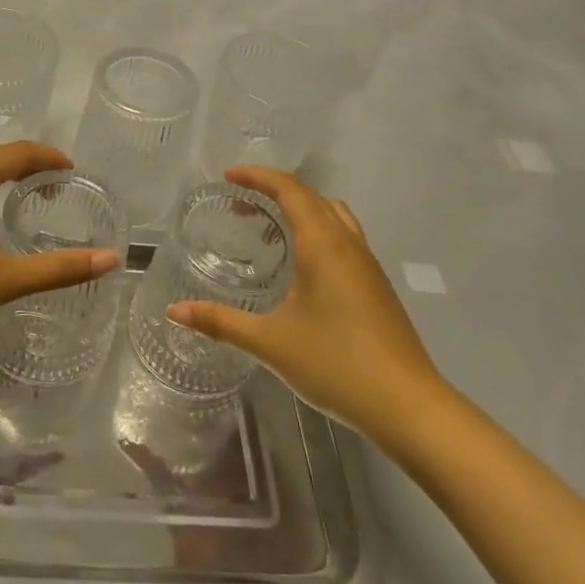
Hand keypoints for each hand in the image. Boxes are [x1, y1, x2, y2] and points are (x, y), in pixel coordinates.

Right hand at [168, 166, 452, 445]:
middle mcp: (348, 244)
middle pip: (311, 197)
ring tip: (269, 231)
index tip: (228, 177)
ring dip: (300, 210)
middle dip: (274, 192)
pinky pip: (344, 237)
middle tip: (240, 207)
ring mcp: (368, 264)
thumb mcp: (271, 343)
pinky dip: (318, 230)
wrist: (410, 406)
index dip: (258, 176)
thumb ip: (221, 322)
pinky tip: (302, 267)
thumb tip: (174, 311)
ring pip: (333, 215)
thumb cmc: (337, 365)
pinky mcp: (377, 286)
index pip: (290, 190)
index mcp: (323, 245)